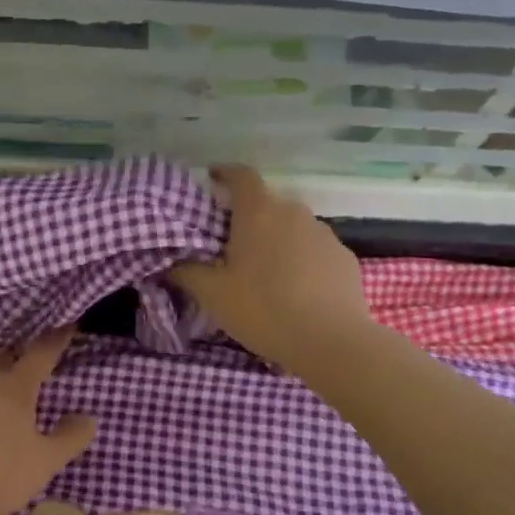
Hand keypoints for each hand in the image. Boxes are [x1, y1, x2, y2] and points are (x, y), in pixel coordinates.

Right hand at [171, 166, 373, 374]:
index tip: (212, 180)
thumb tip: (169, 261)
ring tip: (266, 272)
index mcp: (259, 212)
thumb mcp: (213, 294)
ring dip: (278, 240)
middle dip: (249, 218)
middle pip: (267, 204)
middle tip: (233, 245)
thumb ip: (186, 271)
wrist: (331, 341)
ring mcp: (324, 233)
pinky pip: (315, 250)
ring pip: (293, 228)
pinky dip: (302, 260)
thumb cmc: (263, 309)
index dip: (225, 174)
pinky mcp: (344, 257)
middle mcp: (294, 212)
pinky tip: (297, 289)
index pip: (241, 175)